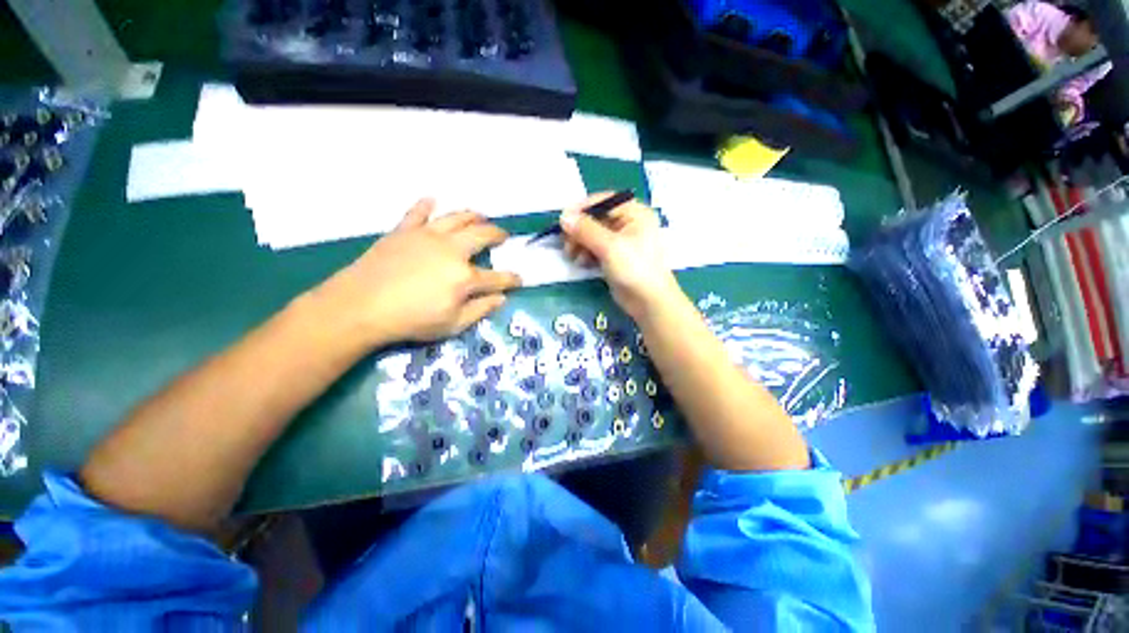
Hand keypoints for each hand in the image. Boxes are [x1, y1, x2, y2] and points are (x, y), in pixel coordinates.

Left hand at [315, 199, 521, 344]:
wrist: (360, 307)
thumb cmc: (411, 321)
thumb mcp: (453, 325)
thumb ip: (481, 310)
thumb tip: (502, 298)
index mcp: (465, 277)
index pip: (497, 277)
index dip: (511, 279)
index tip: (519, 279)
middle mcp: (452, 250)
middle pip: (482, 236)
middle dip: (497, 235)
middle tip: (503, 236)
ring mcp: (427, 236)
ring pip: (456, 218)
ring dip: (472, 215)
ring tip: (481, 215)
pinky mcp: (403, 231)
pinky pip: (417, 213)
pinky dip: (426, 206)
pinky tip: (432, 200)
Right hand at [559, 192, 681, 319]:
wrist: (648, 301)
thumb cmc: (635, 269)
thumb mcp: (609, 246)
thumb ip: (586, 230)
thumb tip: (563, 217)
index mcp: (634, 213)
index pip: (603, 201)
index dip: (582, 209)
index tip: (563, 221)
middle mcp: (628, 223)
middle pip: (596, 218)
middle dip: (579, 231)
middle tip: (567, 244)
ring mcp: (621, 241)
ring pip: (593, 234)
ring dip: (580, 243)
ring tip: (574, 256)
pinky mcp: (615, 257)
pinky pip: (595, 248)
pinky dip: (586, 253)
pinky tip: (581, 262)